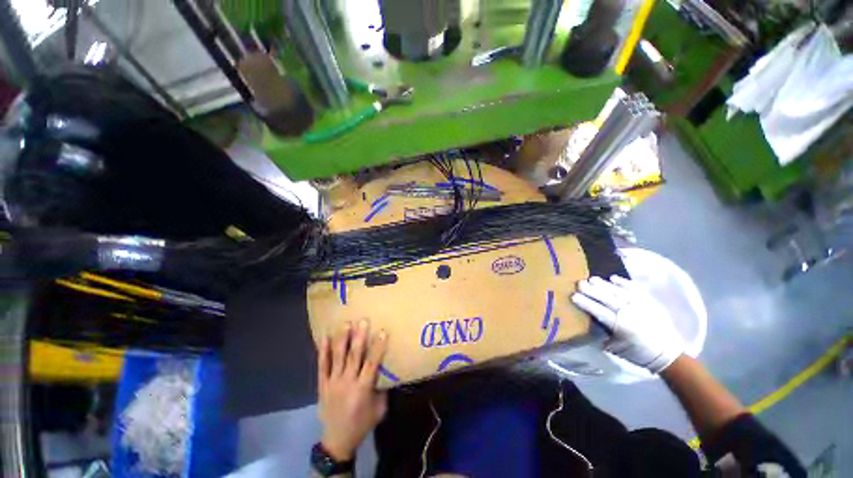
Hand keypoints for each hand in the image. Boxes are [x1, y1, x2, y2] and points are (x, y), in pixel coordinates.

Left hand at [318, 319, 388, 460]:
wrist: (338, 440)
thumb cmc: (362, 423)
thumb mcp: (379, 409)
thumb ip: (383, 388)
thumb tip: (388, 368)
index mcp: (363, 389)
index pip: (372, 364)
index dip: (378, 347)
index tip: (382, 331)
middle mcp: (347, 382)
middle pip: (353, 357)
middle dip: (359, 337)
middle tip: (362, 321)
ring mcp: (333, 382)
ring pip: (337, 358)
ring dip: (341, 340)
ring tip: (345, 323)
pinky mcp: (322, 385)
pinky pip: (322, 366)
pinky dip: (322, 351)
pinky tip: (323, 337)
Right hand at [571, 275, 683, 373]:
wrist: (668, 354)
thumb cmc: (638, 353)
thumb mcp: (616, 348)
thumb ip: (602, 334)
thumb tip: (588, 322)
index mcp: (622, 327)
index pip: (600, 312)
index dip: (586, 304)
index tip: (573, 296)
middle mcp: (631, 313)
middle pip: (608, 299)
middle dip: (593, 290)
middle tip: (579, 283)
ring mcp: (642, 306)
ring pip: (620, 292)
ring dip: (605, 285)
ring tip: (591, 279)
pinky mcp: (650, 302)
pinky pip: (636, 289)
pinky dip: (624, 283)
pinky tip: (613, 278)